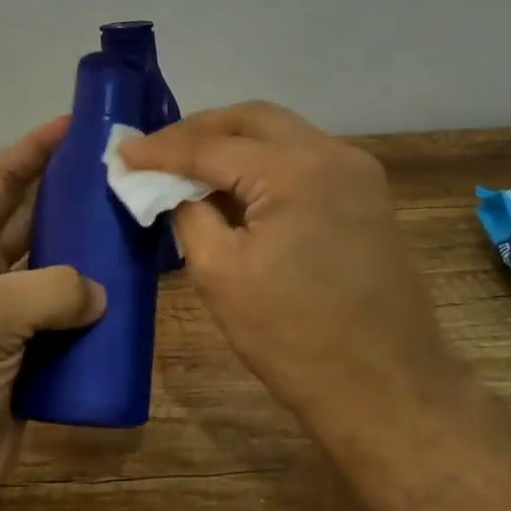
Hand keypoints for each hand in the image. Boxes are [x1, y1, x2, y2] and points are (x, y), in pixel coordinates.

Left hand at [0, 116, 105, 510]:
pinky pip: (73, 320)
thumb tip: (101, 292)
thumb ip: (52, 288)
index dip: (35, 148)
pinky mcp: (33, 356)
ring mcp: (10, 316)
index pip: (1, 180)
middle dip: (75, 197)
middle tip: (125, 176)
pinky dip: (101, 310)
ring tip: (141, 230)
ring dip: (94, 255)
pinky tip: (136, 297)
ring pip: (61, 271)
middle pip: (38, 220)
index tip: (77, 122)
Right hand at [119, 102, 454, 437]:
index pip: (213, 146)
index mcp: (296, 169)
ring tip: (190, 165)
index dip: (162, 150)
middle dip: (199, 130)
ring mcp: (358, 171)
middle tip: (157, 152)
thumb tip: (172, 187)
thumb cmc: (295, 338)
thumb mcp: (220, 275)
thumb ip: (188, 214)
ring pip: (282, 133)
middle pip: (252, 120)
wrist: (388, 389)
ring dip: (234, 142)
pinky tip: (238, 185)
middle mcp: (332, 153)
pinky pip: (304, 157)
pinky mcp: (367, 194)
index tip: (122, 153)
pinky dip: (265, 162)